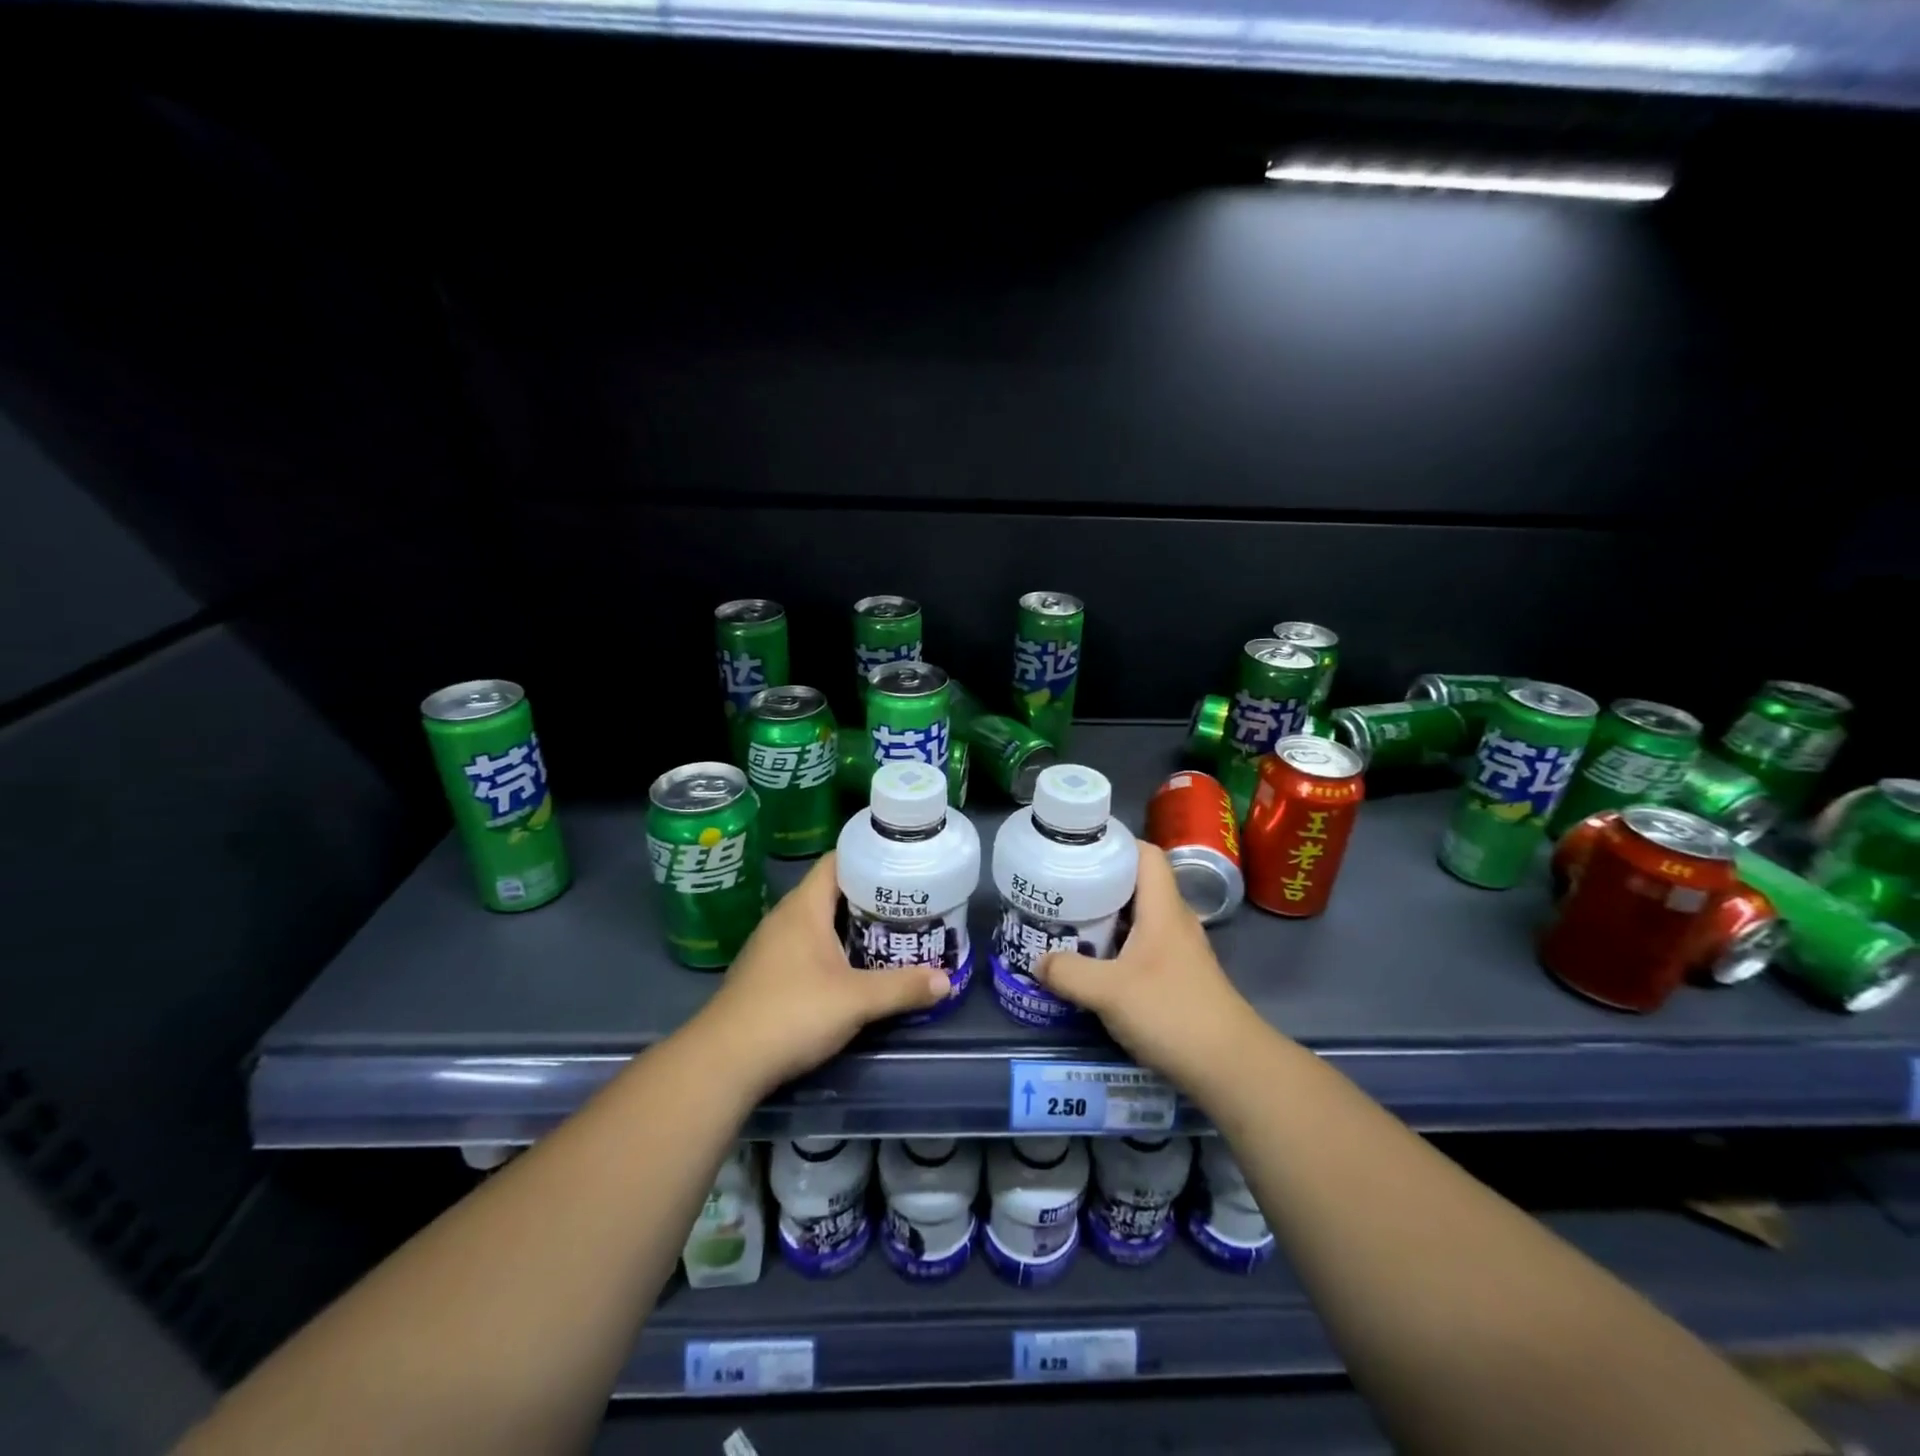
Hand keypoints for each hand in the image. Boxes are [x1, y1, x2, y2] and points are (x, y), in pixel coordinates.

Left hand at [697, 852, 949, 1092]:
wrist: (725, 1062)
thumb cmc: (792, 1013)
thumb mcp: (856, 1001)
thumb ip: (902, 988)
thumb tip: (946, 981)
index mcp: (804, 907)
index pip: (836, 861)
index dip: (869, 856)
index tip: (902, 862)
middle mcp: (785, 918)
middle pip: (831, 891)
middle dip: (869, 894)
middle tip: (909, 900)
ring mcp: (772, 946)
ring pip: (819, 921)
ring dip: (851, 924)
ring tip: (891, 929)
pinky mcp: (767, 973)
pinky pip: (807, 945)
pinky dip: (833, 947)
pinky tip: (854, 966)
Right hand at [1034, 840, 1257, 1087]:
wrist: (1231, 1067)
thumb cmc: (1172, 1013)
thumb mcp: (1109, 992)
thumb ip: (1069, 973)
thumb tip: (1037, 961)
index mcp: (1163, 909)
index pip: (1145, 854)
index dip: (1114, 843)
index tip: (1077, 848)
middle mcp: (1173, 921)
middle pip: (1136, 885)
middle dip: (1098, 882)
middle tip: (1060, 887)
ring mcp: (1178, 951)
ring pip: (1137, 918)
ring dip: (1105, 917)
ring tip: (1067, 921)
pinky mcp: (1178, 977)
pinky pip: (1141, 946)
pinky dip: (1115, 946)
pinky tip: (1092, 963)